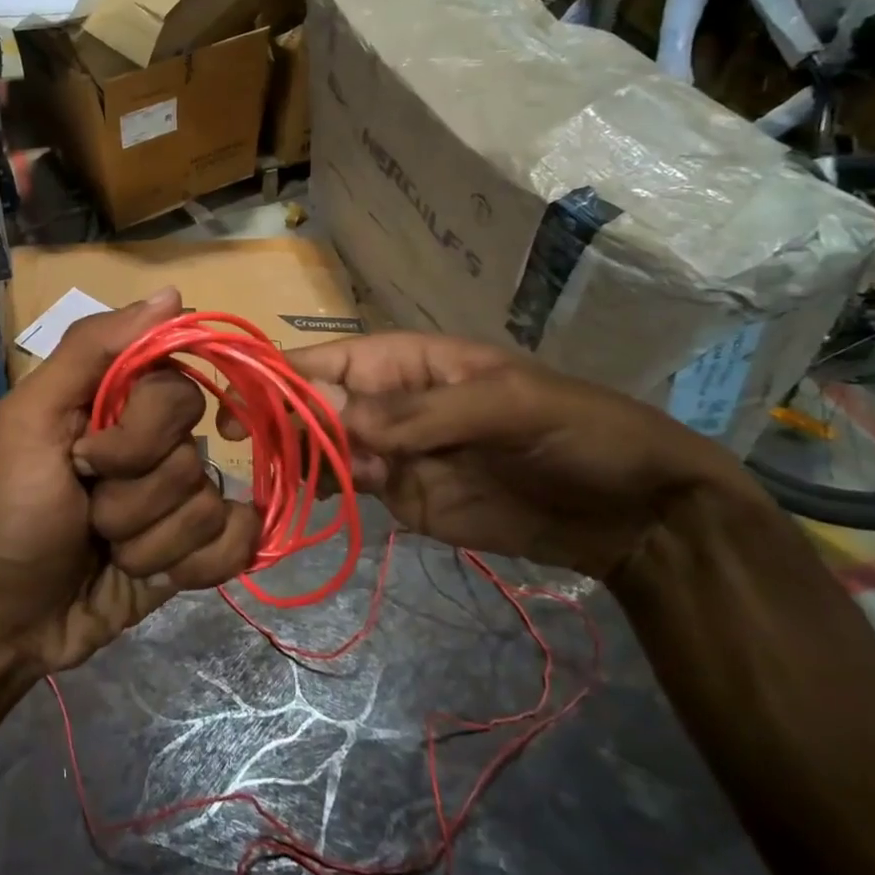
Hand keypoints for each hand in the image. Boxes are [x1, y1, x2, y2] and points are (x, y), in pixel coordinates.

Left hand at [0, 289, 259, 673]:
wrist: (9, 617)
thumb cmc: (11, 510)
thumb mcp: (31, 418)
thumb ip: (92, 349)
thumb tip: (174, 296)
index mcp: (121, 403)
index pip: (179, 391)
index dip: (140, 434)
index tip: (87, 458)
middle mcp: (158, 444)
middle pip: (194, 454)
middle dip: (133, 497)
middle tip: (88, 512)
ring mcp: (179, 499)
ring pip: (209, 507)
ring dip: (146, 542)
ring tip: (105, 551)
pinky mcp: (196, 551)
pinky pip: (235, 544)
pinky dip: (193, 567)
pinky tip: (151, 577)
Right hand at [226, 333, 771, 582]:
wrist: (636, 513)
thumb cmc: (580, 433)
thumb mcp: (512, 407)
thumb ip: (425, 413)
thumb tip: (339, 421)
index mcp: (409, 363)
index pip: (330, 361)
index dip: (282, 374)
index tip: (238, 400)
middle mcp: (388, 402)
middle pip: (314, 405)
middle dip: (276, 419)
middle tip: (243, 448)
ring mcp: (392, 451)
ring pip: (321, 447)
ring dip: (288, 457)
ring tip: (255, 477)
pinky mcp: (401, 496)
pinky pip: (346, 487)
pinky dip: (315, 491)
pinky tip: (287, 501)